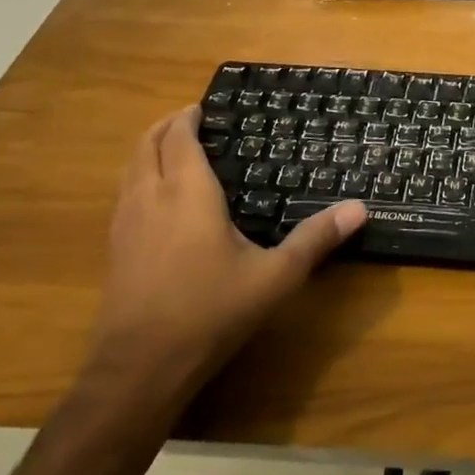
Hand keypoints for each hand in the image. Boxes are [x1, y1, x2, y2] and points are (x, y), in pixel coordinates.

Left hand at [80, 107, 365, 416]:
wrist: (140, 367)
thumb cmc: (210, 311)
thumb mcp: (274, 276)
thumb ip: (315, 239)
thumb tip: (359, 208)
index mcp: (187, 193)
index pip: (180, 138)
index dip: (189, 117)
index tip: (205, 107)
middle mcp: (150, 197)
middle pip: (147, 144)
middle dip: (166, 125)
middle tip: (192, 120)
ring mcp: (125, 223)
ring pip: (130, 167)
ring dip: (149, 149)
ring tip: (174, 149)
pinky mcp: (114, 248)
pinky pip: (124, 193)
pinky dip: (139, 176)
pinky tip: (157, 198)